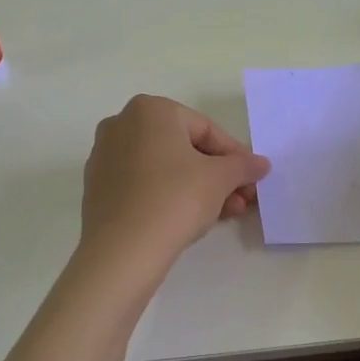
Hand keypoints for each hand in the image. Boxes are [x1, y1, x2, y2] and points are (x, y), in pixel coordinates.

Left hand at [81, 96, 270, 262]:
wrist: (121, 250)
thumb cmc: (175, 199)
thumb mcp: (220, 179)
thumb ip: (243, 166)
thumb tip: (261, 163)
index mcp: (150, 110)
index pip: (206, 129)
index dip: (235, 156)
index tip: (253, 179)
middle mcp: (122, 124)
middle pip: (184, 149)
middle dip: (218, 176)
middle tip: (242, 200)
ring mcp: (105, 156)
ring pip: (165, 168)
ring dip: (199, 188)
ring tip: (225, 215)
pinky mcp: (98, 188)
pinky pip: (144, 185)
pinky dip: (169, 196)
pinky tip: (192, 220)